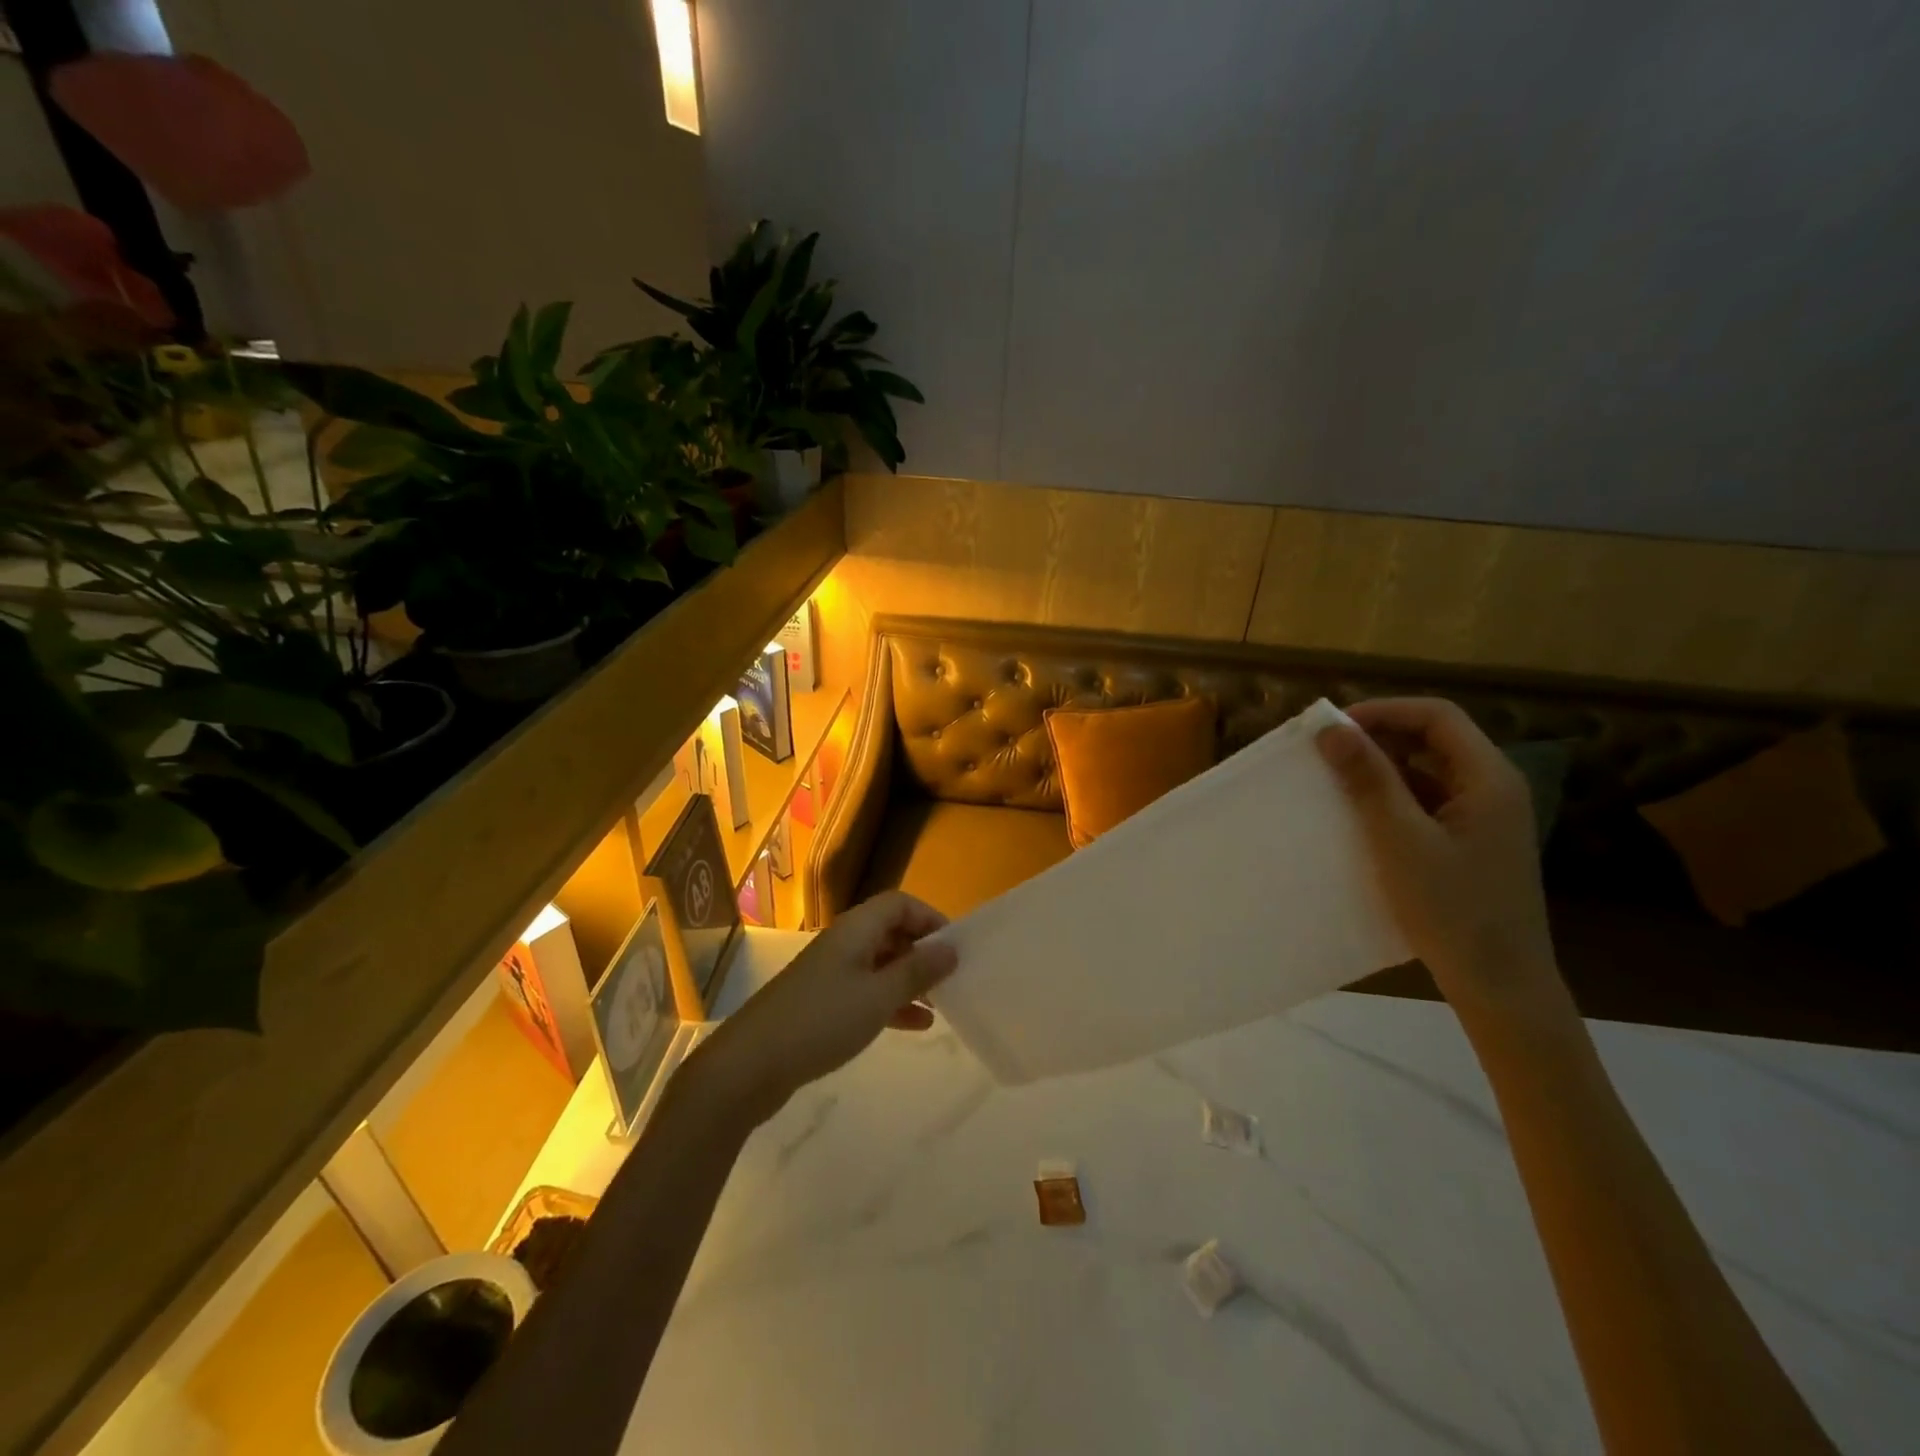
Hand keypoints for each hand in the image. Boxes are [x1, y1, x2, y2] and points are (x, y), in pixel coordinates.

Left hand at [694, 891, 957, 1125]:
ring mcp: (830, 973)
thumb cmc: (822, 1021)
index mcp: (855, 929)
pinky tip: (915, 1026)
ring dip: (910, 980)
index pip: (899, 904)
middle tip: (952, 979)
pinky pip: (866, 992)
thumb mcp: (879, 996)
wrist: (750, 1065)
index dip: (930, 918)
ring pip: (880, 965)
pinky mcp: (822, 1003)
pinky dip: (891, 1002)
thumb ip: (917, 971)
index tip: (955, 948)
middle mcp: (843, 943)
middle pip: (890, 932)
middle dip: (922, 951)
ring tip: (942, 1004)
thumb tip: (951, 948)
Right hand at [1316, 698, 1560, 1010]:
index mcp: (1489, 779)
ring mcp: (1484, 819)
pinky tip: (1359, 818)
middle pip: (1434, 740)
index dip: (1384, 711)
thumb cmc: (1452, 909)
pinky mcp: (1470, 844)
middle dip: (1379, 738)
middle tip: (1327, 753)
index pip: (1437, 716)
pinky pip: (1427, 803)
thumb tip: (1331, 730)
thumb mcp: (1401, 840)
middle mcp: (1493, 789)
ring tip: (1335, 783)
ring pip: (1428, 772)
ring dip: (1382, 770)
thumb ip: (1369, 780)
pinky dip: (1392, 800)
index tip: (1334, 728)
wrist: (1500, 985)